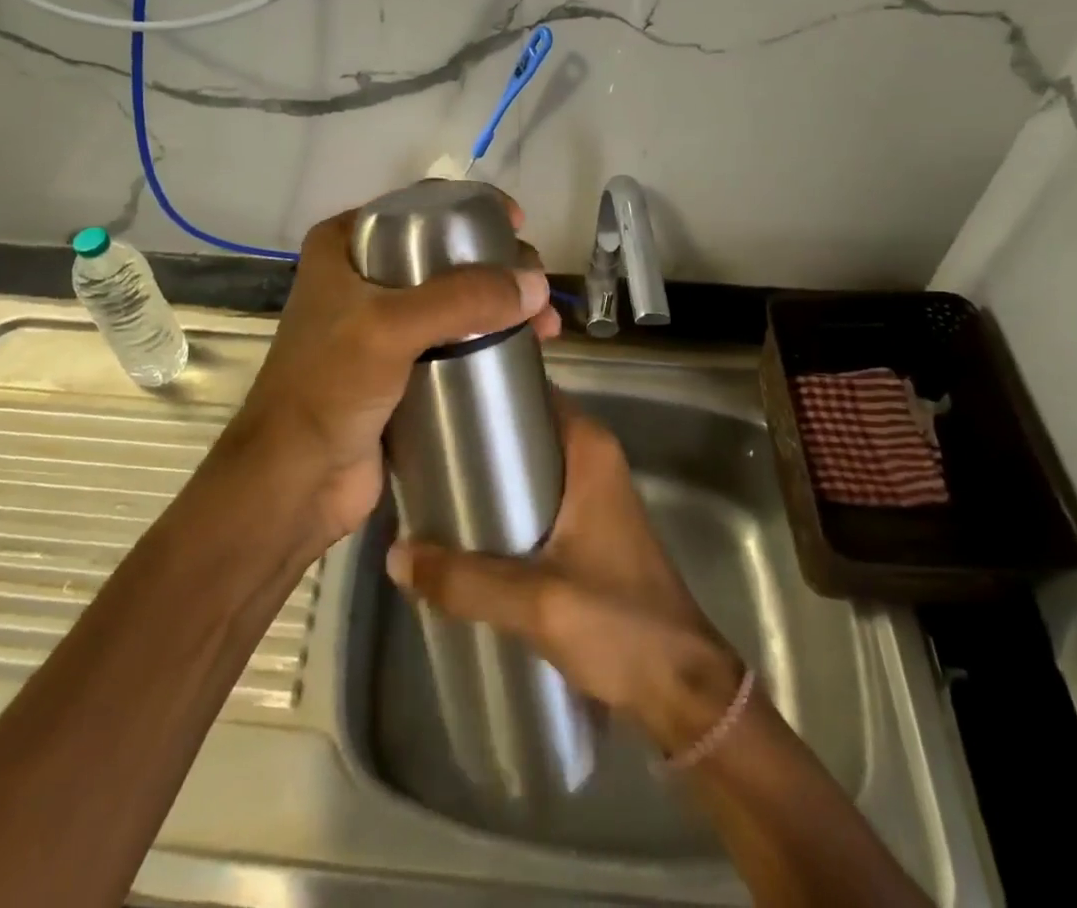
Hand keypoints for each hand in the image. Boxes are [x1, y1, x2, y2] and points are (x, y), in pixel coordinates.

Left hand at [229, 194, 558, 549]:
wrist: (296, 481)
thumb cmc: (329, 388)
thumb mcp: (390, 327)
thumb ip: (463, 298)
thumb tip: (537, 285)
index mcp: (344, 246)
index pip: (418, 207)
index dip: (471, 208)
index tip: (516, 225)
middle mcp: (363, 276)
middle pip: (445, 253)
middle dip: (498, 266)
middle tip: (537, 288)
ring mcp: (381, 324)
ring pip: (455, 298)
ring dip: (501, 306)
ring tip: (545, 328)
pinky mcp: (401, 367)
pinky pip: (454, 340)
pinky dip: (489, 340)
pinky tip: (525, 351)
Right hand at [386, 399, 745, 755]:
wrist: (682, 688)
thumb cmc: (618, 624)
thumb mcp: (536, 601)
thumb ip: (464, 579)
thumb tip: (394, 555)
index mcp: (588, 449)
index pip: (532, 391)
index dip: (485, 388)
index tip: (435, 395)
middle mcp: (592, 459)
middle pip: (524, 427)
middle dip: (475, 435)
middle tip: (420, 445)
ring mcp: (591, 494)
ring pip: (528, 465)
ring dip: (487, 473)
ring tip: (430, 481)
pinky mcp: (587, 529)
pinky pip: (535, 497)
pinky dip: (503, 502)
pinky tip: (464, 527)